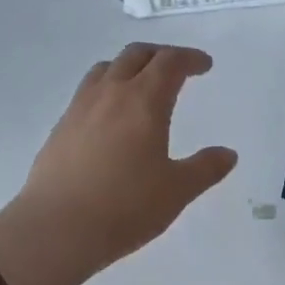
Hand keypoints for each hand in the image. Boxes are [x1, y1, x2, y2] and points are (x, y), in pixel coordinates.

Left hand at [0, 43, 237, 284]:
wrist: (56, 229)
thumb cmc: (126, 207)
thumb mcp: (177, 191)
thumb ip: (205, 168)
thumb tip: (227, 154)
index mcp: (144, 102)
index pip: (169, 62)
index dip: (190, 58)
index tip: (204, 65)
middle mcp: (110, 94)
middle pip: (135, 55)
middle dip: (160, 55)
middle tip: (177, 68)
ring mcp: (79, 109)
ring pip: (105, 69)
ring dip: (129, 67)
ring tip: (142, 85)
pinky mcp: (60, 129)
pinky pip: (87, 93)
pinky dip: (107, 90)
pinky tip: (111, 118)